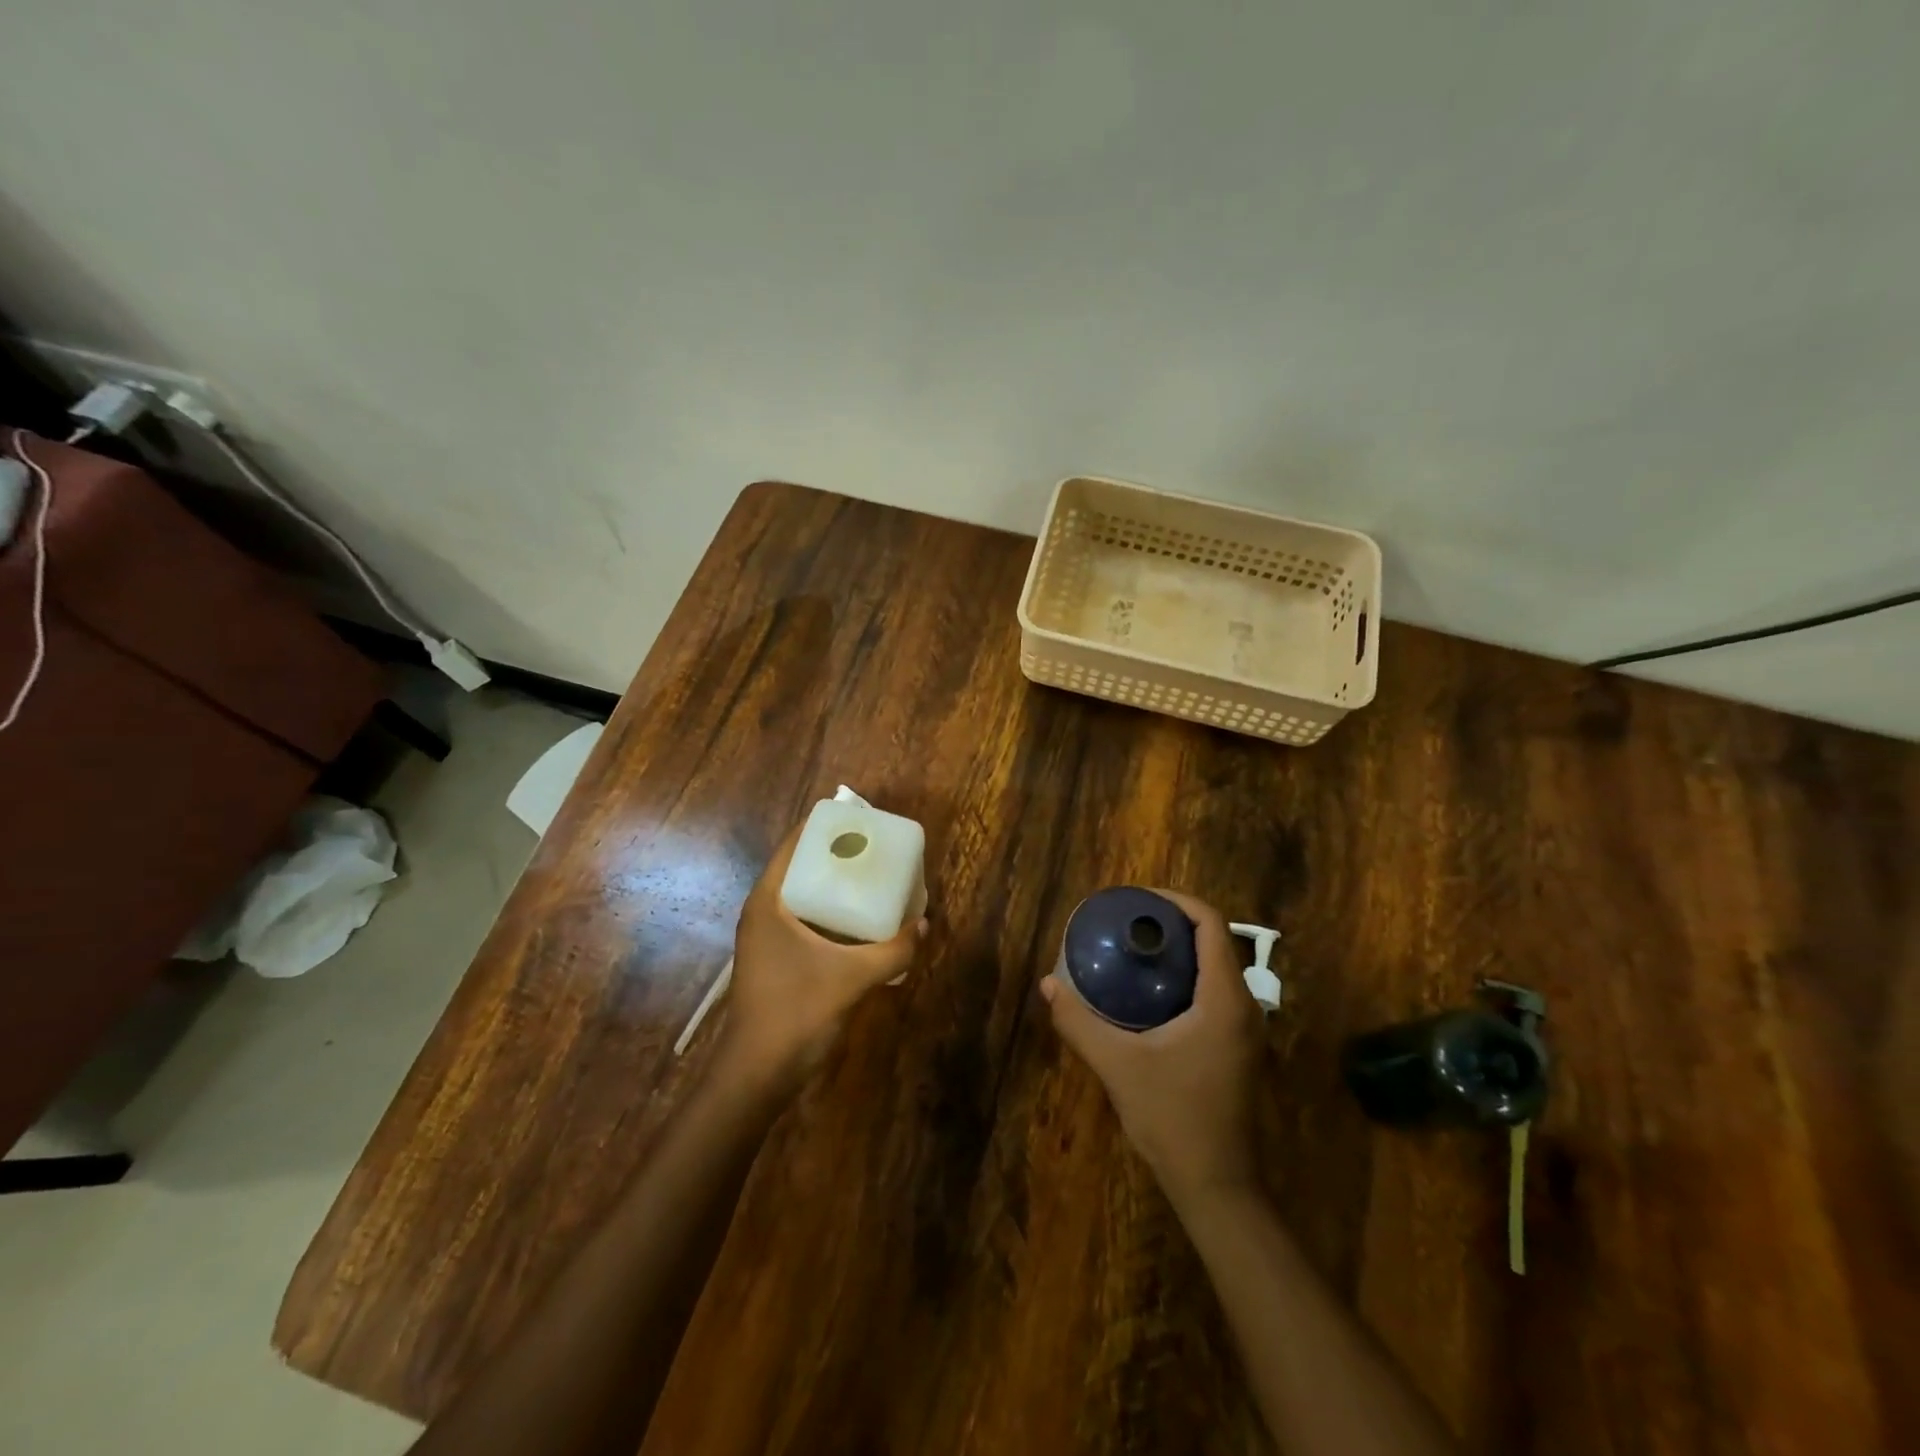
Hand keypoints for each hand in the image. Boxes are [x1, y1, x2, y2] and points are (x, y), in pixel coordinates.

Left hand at [722, 825, 927, 1088]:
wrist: (757, 1074)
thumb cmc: (795, 1013)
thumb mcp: (852, 978)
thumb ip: (891, 950)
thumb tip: (922, 926)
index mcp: (769, 901)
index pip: (793, 844)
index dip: (824, 826)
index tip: (860, 818)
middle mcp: (764, 912)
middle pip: (801, 867)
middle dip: (836, 855)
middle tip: (876, 848)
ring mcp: (767, 937)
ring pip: (804, 896)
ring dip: (835, 886)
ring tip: (874, 878)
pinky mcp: (776, 959)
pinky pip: (806, 921)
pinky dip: (832, 914)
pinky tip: (862, 922)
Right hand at [1042, 890, 1264, 1199]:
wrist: (1217, 1186)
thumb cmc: (1173, 1118)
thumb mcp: (1118, 1066)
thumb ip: (1079, 1022)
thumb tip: (1048, 984)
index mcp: (1224, 999)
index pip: (1210, 924)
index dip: (1175, 901)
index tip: (1137, 900)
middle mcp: (1244, 1006)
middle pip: (1214, 941)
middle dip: (1173, 924)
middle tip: (1129, 923)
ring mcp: (1245, 1030)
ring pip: (1217, 968)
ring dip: (1181, 951)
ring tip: (1136, 950)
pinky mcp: (1238, 1049)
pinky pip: (1216, 993)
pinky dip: (1187, 978)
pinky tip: (1151, 995)